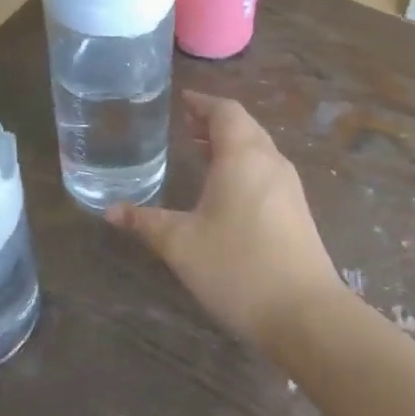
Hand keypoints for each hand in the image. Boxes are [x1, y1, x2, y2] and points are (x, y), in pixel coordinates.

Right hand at [107, 92, 345, 350]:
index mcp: (243, 156)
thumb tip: (110, 211)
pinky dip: (243, 168)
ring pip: (258, 151)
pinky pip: (266, 174)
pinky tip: (225, 193)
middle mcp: (271, 163)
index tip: (182, 101)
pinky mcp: (297, 214)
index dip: (202, 103)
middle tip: (185, 125)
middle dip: (214, 123)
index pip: (225, 111)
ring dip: (230, 146)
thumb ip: (145, 222)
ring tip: (201, 152)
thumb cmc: (237, 267)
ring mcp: (289, 189)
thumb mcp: (180, 244)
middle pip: (244, 128)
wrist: (304, 314)